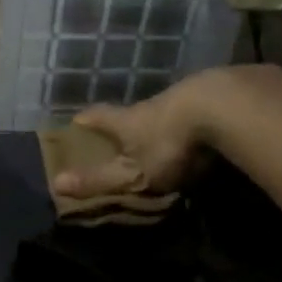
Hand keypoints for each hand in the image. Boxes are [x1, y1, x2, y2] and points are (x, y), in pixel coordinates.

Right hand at [50, 76, 217, 201]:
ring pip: (167, 110)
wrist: (224, 109)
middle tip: (120, 135)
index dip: (85, 120)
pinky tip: (205, 131)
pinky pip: (200, 110)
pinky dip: (196, 120)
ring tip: (165, 137)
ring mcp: (186, 98)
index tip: (75, 121)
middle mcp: (152, 105)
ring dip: (163, 122)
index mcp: (127, 121)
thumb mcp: (131, 172)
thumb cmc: (169, 145)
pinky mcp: (217, 97)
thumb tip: (56, 184)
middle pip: (133, 112)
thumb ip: (99, 180)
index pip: (98, 117)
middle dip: (125, 122)